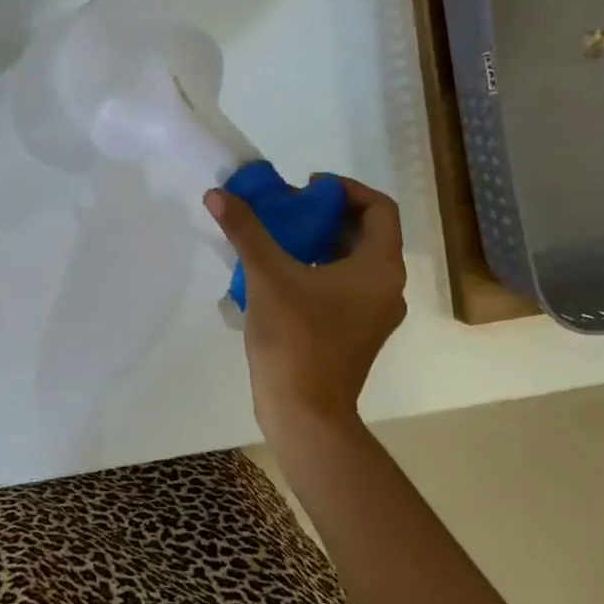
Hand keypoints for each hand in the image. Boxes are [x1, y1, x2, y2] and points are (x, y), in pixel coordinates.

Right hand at [205, 176, 407, 435]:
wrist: (305, 415)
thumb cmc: (297, 339)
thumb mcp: (267, 276)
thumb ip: (245, 230)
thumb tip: (217, 193)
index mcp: (379, 268)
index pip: (379, 208)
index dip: (345, 189)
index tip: (307, 188)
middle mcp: (386, 287)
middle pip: (365, 232)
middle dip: (325, 213)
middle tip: (286, 208)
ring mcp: (373, 312)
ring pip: (352, 259)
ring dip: (318, 240)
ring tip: (277, 236)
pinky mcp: (355, 331)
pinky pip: (342, 284)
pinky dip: (317, 267)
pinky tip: (278, 272)